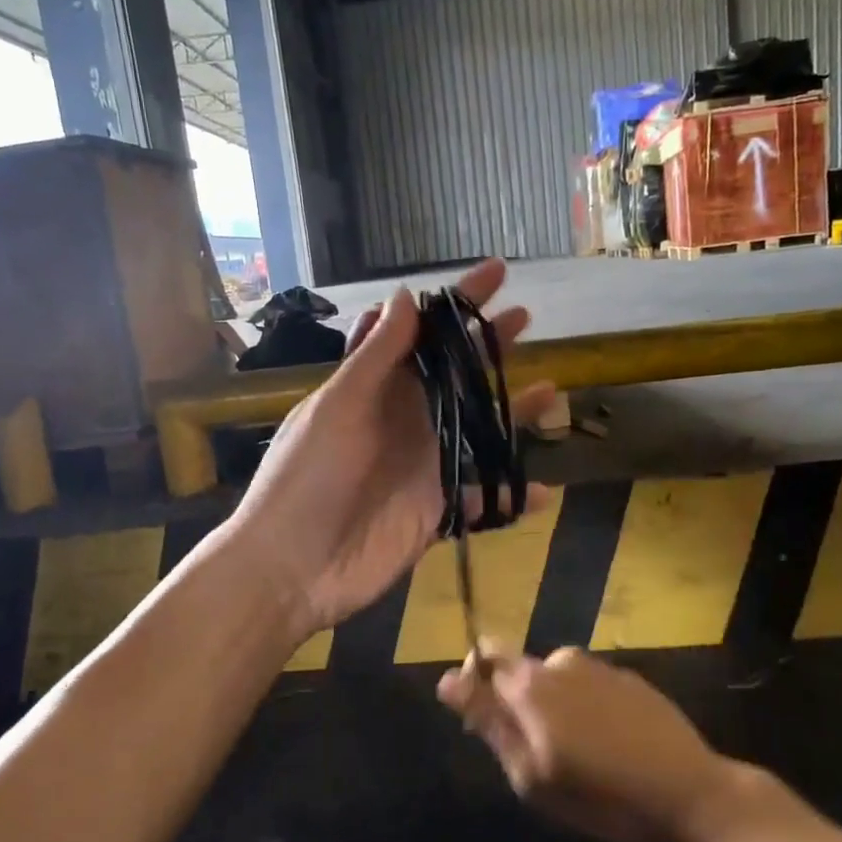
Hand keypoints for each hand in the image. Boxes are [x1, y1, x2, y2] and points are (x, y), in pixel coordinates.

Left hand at [227, 258, 554, 644]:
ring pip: (476, 430)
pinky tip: (541, 491)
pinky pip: (481, 498)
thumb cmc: (307, 478)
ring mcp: (422, 465)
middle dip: (487, 346)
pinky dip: (509, 496)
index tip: (494, 273)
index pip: (420, 332)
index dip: (455, 303)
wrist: (291, 568)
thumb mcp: (338, 408)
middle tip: (525, 318)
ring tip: (550, 389)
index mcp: (374, 388)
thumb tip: (407, 295)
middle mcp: (402, 419)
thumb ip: (376, 356)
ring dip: (510, 412)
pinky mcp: (435, 511)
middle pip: (454, 374)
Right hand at [437, 644, 730, 841]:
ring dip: (551, 706)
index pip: (483, 657)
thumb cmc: (603, 798)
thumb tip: (447, 681)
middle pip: (519, 669)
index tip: (483, 721)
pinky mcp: (627, 676)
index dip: (475, 683)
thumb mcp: (533, 775)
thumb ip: (490, 723)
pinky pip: (586, 684)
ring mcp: (597, 666)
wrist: (691, 794)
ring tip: (577, 754)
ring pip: (553, 679)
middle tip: (536, 751)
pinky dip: (583, 706)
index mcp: (531, 684)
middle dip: (516, 702)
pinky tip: (606, 743)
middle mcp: (559, 661)